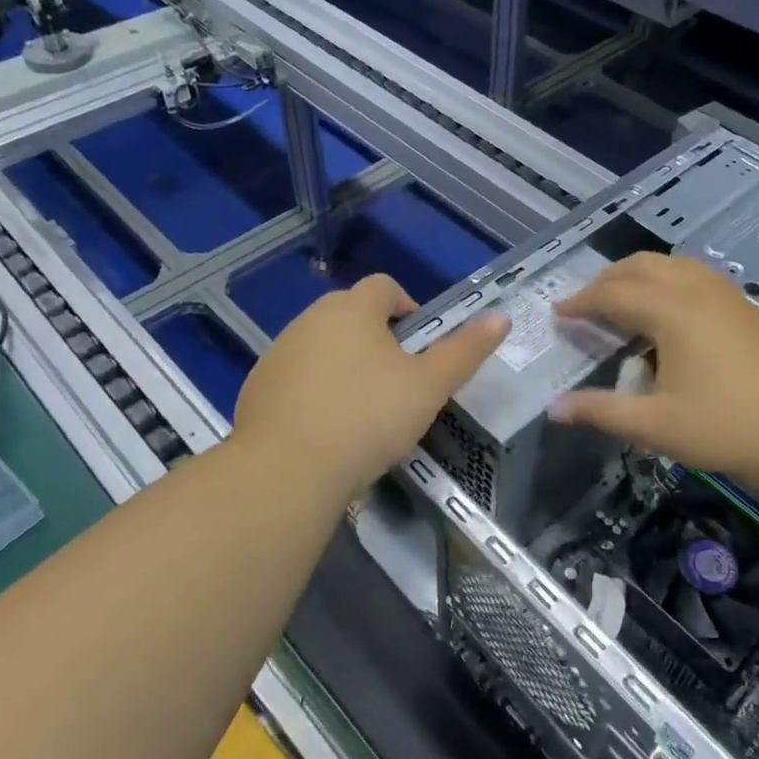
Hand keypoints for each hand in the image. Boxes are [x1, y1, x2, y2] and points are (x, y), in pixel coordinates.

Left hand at [231, 274, 507, 501]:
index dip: (409, 308)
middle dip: (379, 340)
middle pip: (353, 315)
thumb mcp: (429, 386)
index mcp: (352, 309)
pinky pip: (298, 377)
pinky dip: (316, 391)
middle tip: (400, 384)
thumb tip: (501, 317)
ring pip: (324, 346)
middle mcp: (310, 319)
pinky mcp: (258, 387)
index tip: (421, 347)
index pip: (385, 286)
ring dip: (346, 365)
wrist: (286, 471)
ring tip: (364, 412)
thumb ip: (465, 350)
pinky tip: (327, 430)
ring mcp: (279, 352)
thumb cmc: (367, 418)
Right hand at [551, 254, 758, 499]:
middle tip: (586, 305)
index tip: (558, 314)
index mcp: (672, 311)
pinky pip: (698, 276)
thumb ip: (600, 411)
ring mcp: (729, 296)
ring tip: (625, 302)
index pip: (613, 295)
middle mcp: (698, 290)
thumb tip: (552, 408)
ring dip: (641, 275)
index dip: (581, 303)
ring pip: (674, 265)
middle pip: (642, 266)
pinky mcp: (749, 309)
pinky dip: (670, 282)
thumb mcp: (655, 426)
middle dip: (607, 280)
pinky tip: (673, 314)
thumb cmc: (727, 429)